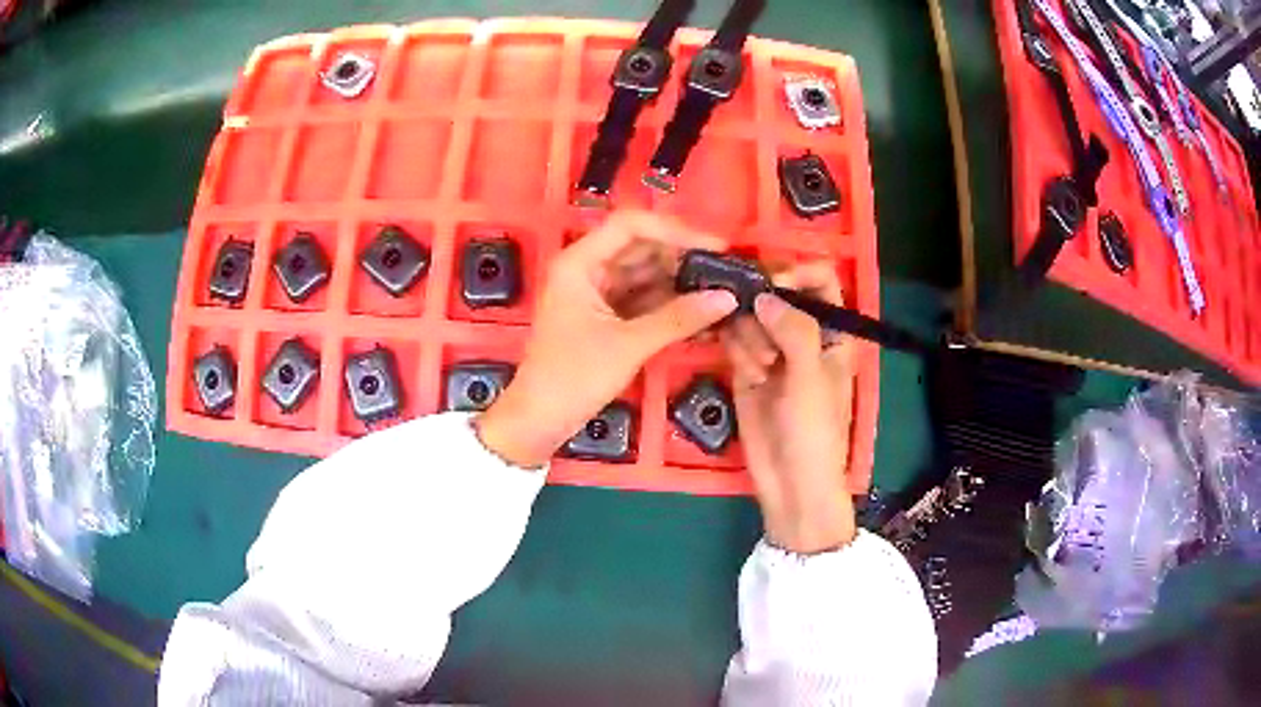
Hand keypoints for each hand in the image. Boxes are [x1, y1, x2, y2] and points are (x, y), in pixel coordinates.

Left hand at [478, 211, 737, 467]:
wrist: (539, 421)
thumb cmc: (574, 377)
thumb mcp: (629, 345)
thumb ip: (679, 318)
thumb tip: (728, 298)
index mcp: (579, 262)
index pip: (631, 226)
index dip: (675, 231)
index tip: (715, 247)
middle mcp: (586, 269)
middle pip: (641, 248)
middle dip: (682, 258)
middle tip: (725, 271)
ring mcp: (595, 293)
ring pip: (644, 274)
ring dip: (678, 281)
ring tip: (720, 290)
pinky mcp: (604, 316)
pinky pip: (641, 298)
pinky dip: (667, 304)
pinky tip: (699, 311)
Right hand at [720, 262, 856, 553]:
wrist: (790, 482)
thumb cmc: (816, 431)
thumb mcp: (813, 377)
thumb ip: (794, 330)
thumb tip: (764, 295)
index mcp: (833, 331)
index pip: (819, 279)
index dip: (797, 272)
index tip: (774, 283)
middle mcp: (802, 333)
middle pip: (777, 291)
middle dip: (764, 305)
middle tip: (760, 329)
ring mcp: (772, 349)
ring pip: (751, 313)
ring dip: (749, 334)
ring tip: (760, 368)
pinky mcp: (746, 368)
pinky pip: (734, 339)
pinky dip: (734, 346)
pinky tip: (747, 372)